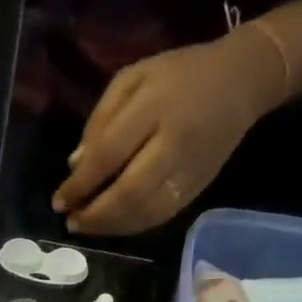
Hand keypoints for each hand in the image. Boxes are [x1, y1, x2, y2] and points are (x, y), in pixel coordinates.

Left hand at [51, 30, 285, 236]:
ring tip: (87, 227)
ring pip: (145, 211)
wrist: (243, 79)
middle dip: (94, 214)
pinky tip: (115, 226)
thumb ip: (101, 119)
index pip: (108, 155)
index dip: (80, 184)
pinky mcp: (200, 186)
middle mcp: (174, 142)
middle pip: (128, 192)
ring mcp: (190, 169)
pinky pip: (162, 215)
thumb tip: (75, 166)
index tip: (58, 201)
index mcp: (154, 107)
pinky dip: (134, 226)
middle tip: (71, 222)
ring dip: (111, 227)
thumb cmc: (178, 74)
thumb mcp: (133, 78)